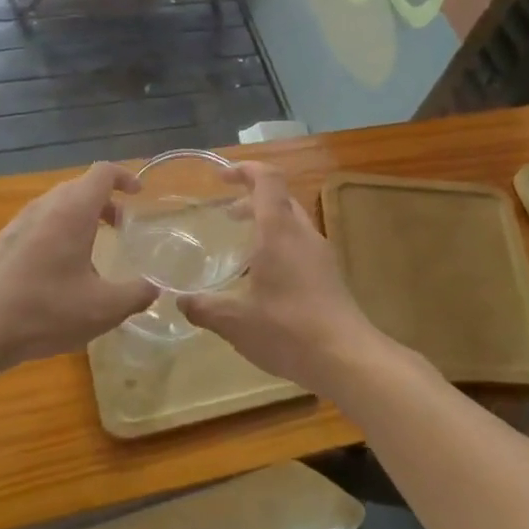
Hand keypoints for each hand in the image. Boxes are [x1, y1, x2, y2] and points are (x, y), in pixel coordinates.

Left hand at [0, 162, 156, 369]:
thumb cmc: (44, 310)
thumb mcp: (103, 309)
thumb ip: (136, 294)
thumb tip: (153, 287)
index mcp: (72, 211)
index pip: (102, 173)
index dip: (124, 177)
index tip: (139, 194)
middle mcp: (45, 207)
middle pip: (79, 187)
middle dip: (104, 201)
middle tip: (120, 228)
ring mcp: (19, 223)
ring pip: (57, 206)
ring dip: (80, 218)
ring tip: (92, 253)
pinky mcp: (2, 243)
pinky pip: (39, 224)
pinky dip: (58, 233)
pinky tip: (59, 273)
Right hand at [177, 162, 390, 395]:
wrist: (348, 359)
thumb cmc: (288, 329)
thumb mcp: (235, 322)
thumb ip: (204, 308)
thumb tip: (180, 301)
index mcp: (279, 231)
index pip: (267, 179)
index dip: (245, 170)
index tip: (221, 177)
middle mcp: (302, 234)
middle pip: (279, 199)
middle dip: (252, 199)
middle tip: (227, 215)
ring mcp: (321, 255)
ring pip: (292, 223)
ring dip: (266, 224)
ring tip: (242, 248)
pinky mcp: (330, 276)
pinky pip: (301, 246)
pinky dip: (279, 246)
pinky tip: (265, 279)